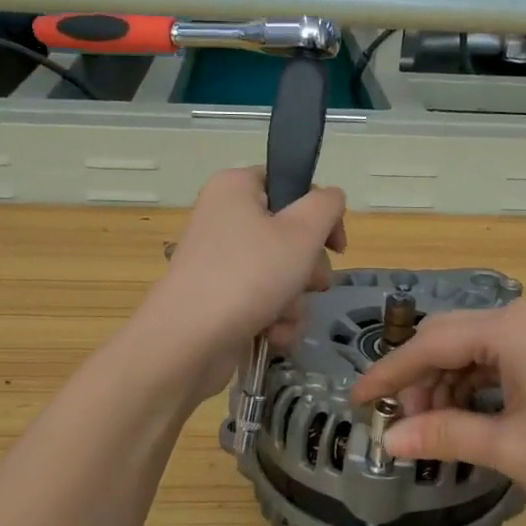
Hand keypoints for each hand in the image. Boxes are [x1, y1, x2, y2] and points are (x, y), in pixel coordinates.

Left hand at [144, 167, 347, 398]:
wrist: (190, 341)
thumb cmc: (249, 275)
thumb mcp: (302, 232)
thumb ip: (327, 205)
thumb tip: (330, 198)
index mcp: (235, 188)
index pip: (288, 184)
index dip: (318, 214)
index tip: (335, 245)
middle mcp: (223, 219)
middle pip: (288, 235)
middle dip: (308, 268)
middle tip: (311, 283)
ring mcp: (219, 262)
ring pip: (280, 275)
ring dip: (294, 301)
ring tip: (283, 315)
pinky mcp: (219, 299)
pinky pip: (262, 302)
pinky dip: (274, 319)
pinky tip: (271, 334)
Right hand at [349, 300, 525, 525]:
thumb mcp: (512, 448)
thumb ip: (446, 436)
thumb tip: (389, 440)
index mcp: (510, 328)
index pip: (429, 343)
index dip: (388, 374)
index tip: (356, 402)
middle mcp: (525, 320)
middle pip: (450, 341)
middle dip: (420, 382)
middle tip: (404, 429)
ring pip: (475, 353)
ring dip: (448, 389)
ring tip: (437, 433)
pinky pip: (502, 364)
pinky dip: (478, 391)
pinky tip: (472, 423)